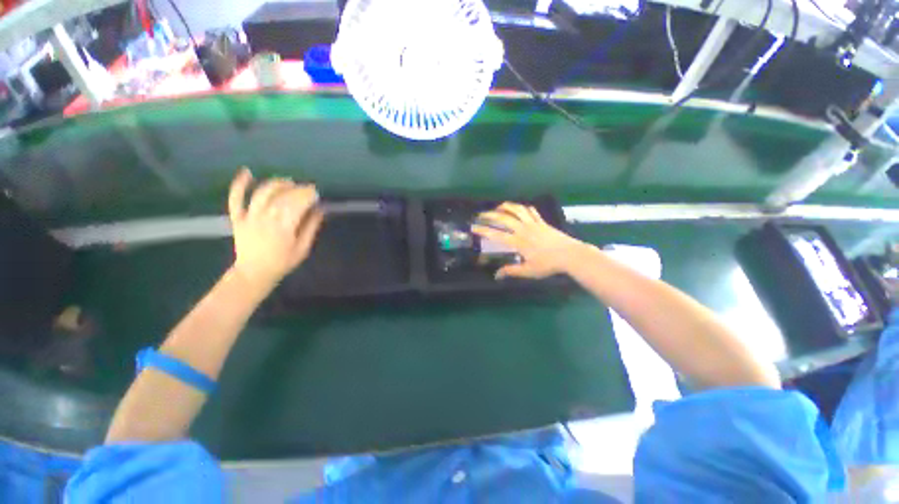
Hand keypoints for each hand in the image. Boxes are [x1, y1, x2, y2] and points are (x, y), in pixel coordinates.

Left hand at [228, 168, 323, 289]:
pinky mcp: (237, 218)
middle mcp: (265, 219)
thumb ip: (311, 228)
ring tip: (288, 182)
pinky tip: (247, 172)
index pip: (297, 204)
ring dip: (276, 184)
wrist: (253, 273)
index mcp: (284, 228)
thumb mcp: (303, 248)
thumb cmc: (283, 262)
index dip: (307, 195)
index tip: (316, 193)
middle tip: (307, 188)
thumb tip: (320, 210)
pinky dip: (239, 184)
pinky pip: (236, 198)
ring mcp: (249, 217)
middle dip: (297, 189)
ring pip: (262, 193)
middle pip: (282, 197)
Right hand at [471, 202, 584, 278]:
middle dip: (489, 215)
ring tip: (497, 207)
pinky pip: (530, 210)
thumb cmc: (548, 265)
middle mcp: (523, 229)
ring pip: (516, 209)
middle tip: (480, 215)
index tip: (473, 227)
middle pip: (503, 218)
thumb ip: (511, 271)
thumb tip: (496, 276)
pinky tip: (518, 208)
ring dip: (505, 206)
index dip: (483, 230)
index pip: (496, 234)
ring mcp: (533, 223)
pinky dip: (522, 207)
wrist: (571, 255)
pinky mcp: (542, 221)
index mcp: (518, 242)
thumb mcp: (528, 271)